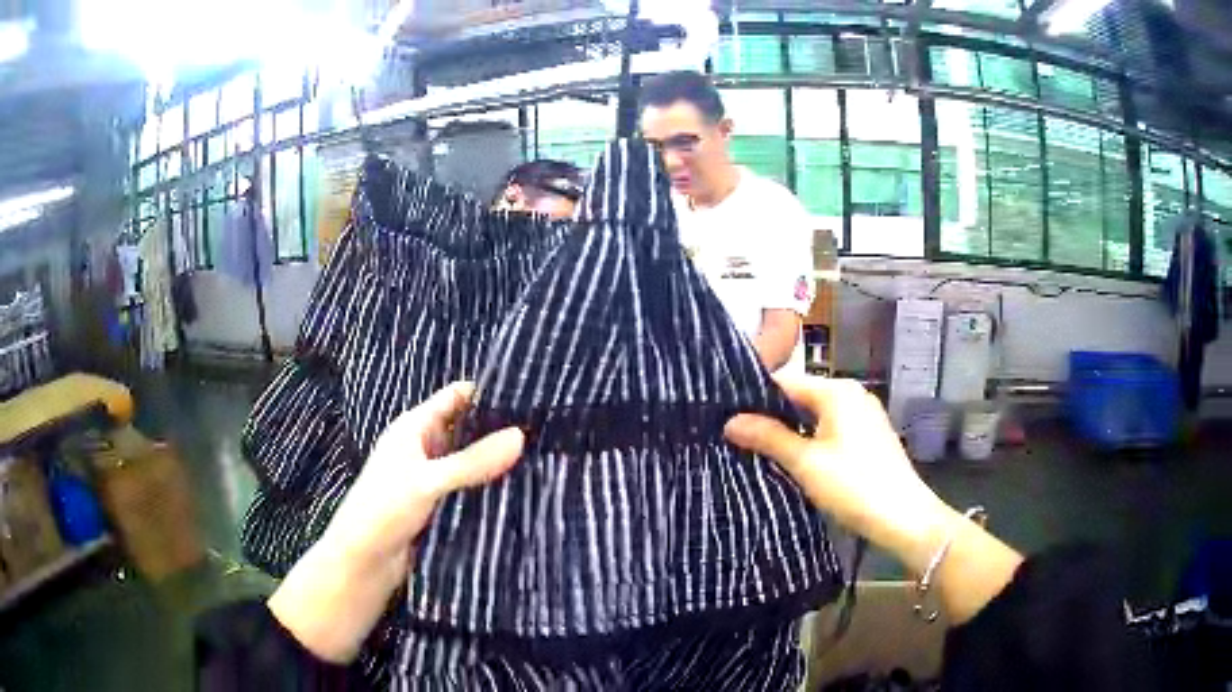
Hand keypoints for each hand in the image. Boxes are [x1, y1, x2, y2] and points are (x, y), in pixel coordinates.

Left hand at [269, 382, 523, 662]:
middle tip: (548, 429)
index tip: (530, 394)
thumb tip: (522, 436)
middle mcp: (426, 447)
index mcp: (414, 427)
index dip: (489, 392)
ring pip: (472, 461)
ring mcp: (434, 477)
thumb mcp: (427, 480)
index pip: (457, 396)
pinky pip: (471, 489)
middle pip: (468, 428)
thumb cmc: (385, 508)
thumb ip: (472, 461)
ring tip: (546, 456)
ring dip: (498, 461)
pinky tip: (523, 488)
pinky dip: (491, 487)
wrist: (365, 561)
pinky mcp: (442, 505)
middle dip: (500, 429)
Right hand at [725, 377, 1023, 623]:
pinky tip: (793, 458)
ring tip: (757, 448)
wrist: (904, 517)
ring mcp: (864, 415)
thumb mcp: (806, 463)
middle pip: (801, 396)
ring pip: (815, 414)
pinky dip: (810, 438)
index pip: (785, 381)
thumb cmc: (854, 485)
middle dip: (771, 415)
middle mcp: (852, 394)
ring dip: (790, 430)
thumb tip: (730, 421)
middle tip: (736, 434)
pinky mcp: (869, 436)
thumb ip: (768, 437)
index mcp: (837, 391)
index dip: (754, 397)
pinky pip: (830, 428)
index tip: (725, 414)